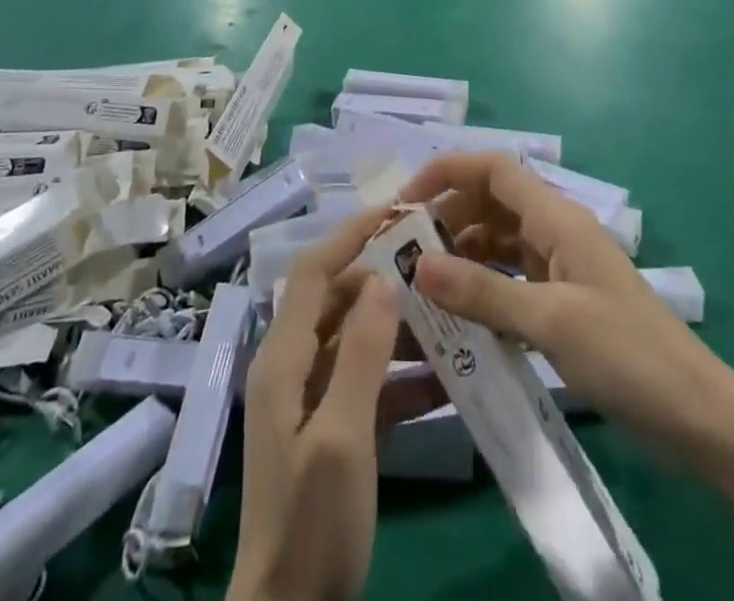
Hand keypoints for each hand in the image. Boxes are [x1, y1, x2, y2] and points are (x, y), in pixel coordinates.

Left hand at [228, 210, 430, 600]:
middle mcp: (293, 365)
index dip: (351, 235)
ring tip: (449, 319)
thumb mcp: (343, 435)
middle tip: (436, 266)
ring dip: (398, 329)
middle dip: (384, 280)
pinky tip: (445, 380)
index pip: (315, 272)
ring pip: (357, 340)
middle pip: (338, 301)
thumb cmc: (312, 520)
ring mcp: (311, 398)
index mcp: (283, 357)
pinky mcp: (333, 428)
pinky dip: (401, 376)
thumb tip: (383, 276)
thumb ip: (362, 353)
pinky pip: (367, 382)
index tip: (397, 212)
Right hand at [399, 152, 719, 459]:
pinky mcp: (563, 303)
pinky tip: (459, 315)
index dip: (447, 171)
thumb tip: (416, 263)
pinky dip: (483, 287)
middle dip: (447, 216)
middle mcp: (556, 232)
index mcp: (557, 218)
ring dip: (462, 254)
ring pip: (498, 241)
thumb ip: (482, 291)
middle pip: (491, 202)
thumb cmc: (627, 355)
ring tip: (422, 284)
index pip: (494, 169)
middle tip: (404, 251)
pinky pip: (511, 279)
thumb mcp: (550, 321)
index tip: (405, 201)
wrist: (698, 418)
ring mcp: (561, 268)